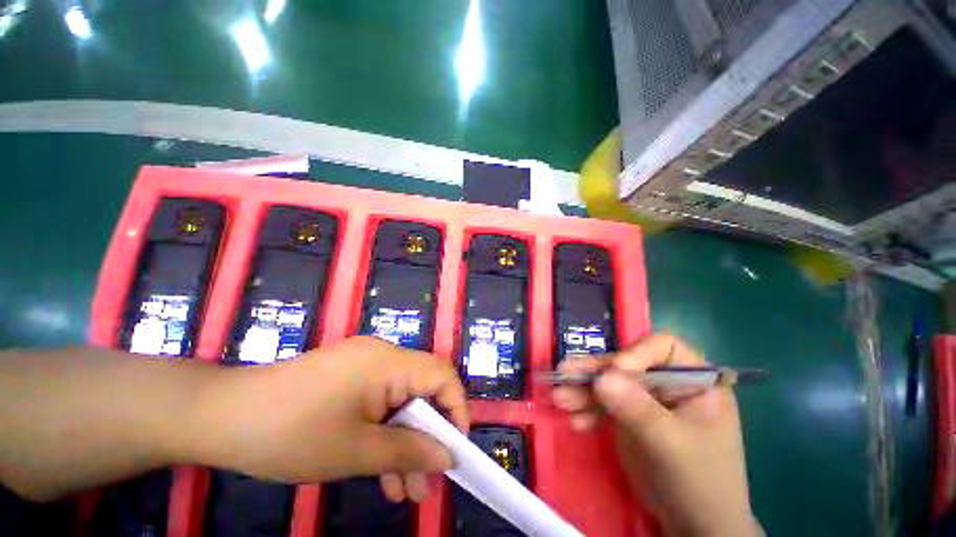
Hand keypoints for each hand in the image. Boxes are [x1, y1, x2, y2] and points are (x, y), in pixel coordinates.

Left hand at [183, 336, 467, 502]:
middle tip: (427, 483)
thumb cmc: (289, 433)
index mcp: (388, 362)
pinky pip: (379, 402)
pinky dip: (384, 433)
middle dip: (428, 436)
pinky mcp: (349, 377)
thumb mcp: (355, 451)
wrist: (222, 416)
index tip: (454, 448)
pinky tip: (380, 470)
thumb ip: (408, 452)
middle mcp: (382, 355)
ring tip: (404, 490)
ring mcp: (364, 364)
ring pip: (400, 401)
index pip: (442, 374)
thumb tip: (448, 457)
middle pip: (422, 390)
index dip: (456, 407)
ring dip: (405, 442)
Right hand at [552, 333, 759, 536]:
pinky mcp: (630, 415)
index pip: (663, 347)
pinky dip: (588, 410)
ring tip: (558, 398)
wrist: (694, 527)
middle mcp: (667, 383)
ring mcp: (646, 399)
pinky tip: (576, 421)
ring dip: (583, 390)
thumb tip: (601, 378)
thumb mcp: (671, 445)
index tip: (614, 371)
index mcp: (694, 380)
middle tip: (563, 374)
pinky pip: (605, 404)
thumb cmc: (699, 482)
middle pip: (626, 365)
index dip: (635, 353)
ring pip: (610, 383)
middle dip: (594, 372)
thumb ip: (638, 409)